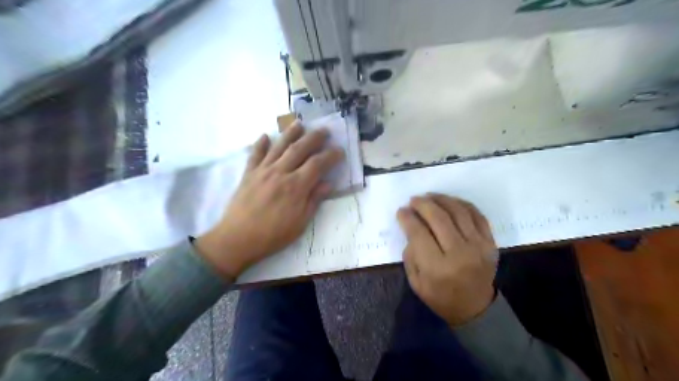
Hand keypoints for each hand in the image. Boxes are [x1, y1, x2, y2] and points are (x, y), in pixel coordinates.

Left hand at [197, 121, 344, 278]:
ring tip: (299, 123)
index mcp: (296, 186)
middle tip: (324, 130)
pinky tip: (265, 136)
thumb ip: (314, 200)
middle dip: (314, 138)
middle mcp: (280, 172)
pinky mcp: (248, 174)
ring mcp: (262, 171)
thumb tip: (328, 184)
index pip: (317, 164)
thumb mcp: (300, 223)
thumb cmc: (273, 235)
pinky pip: (255, 155)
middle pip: (299, 149)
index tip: (339, 151)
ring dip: (290, 133)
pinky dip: (260, 144)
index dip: (330, 156)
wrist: (237, 239)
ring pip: (279, 146)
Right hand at [399, 195, 496, 325]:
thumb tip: (411, 227)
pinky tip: (450, 202)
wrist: (475, 308)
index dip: (407, 218)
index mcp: (437, 267)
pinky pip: (477, 215)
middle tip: (413, 200)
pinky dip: (462, 204)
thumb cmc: (440, 297)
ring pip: (458, 211)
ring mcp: (478, 246)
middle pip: (439, 217)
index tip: (401, 211)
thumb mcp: (416, 282)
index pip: (419, 233)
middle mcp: (459, 253)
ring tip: (430, 196)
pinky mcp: (490, 242)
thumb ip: (411, 254)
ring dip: (441, 199)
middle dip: (422, 204)